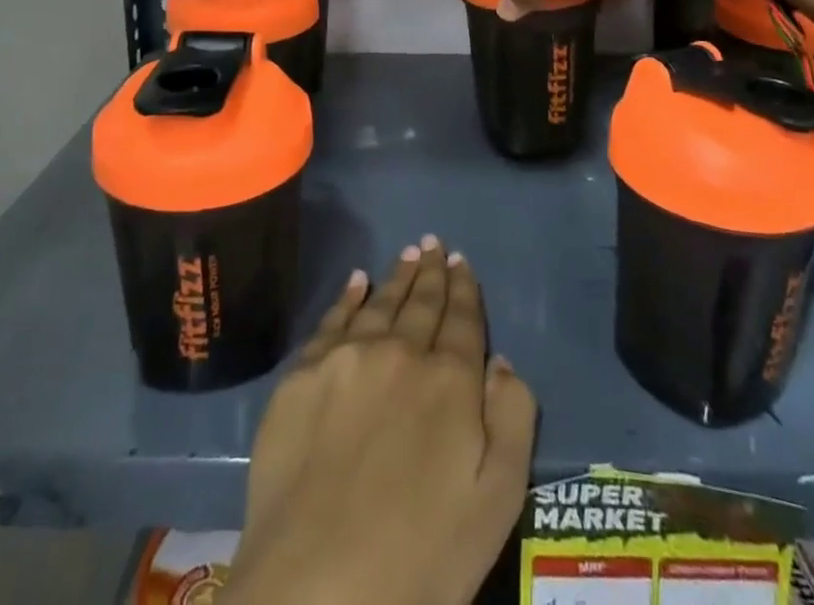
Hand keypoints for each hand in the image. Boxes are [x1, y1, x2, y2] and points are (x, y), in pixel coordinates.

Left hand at [225, 238, 537, 604]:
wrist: (315, 591)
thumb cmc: (420, 559)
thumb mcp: (496, 502)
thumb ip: (511, 420)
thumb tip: (500, 360)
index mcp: (449, 380)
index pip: (462, 320)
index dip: (464, 289)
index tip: (462, 262)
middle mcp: (399, 352)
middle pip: (421, 303)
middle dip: (432, 273)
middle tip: (435, 243)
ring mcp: (346, 359)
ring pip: (380, 304)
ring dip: (397, 277)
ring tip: (408, 254)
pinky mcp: (301, 376)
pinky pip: (332, 321)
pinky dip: (349, 296)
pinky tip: (356, 281)